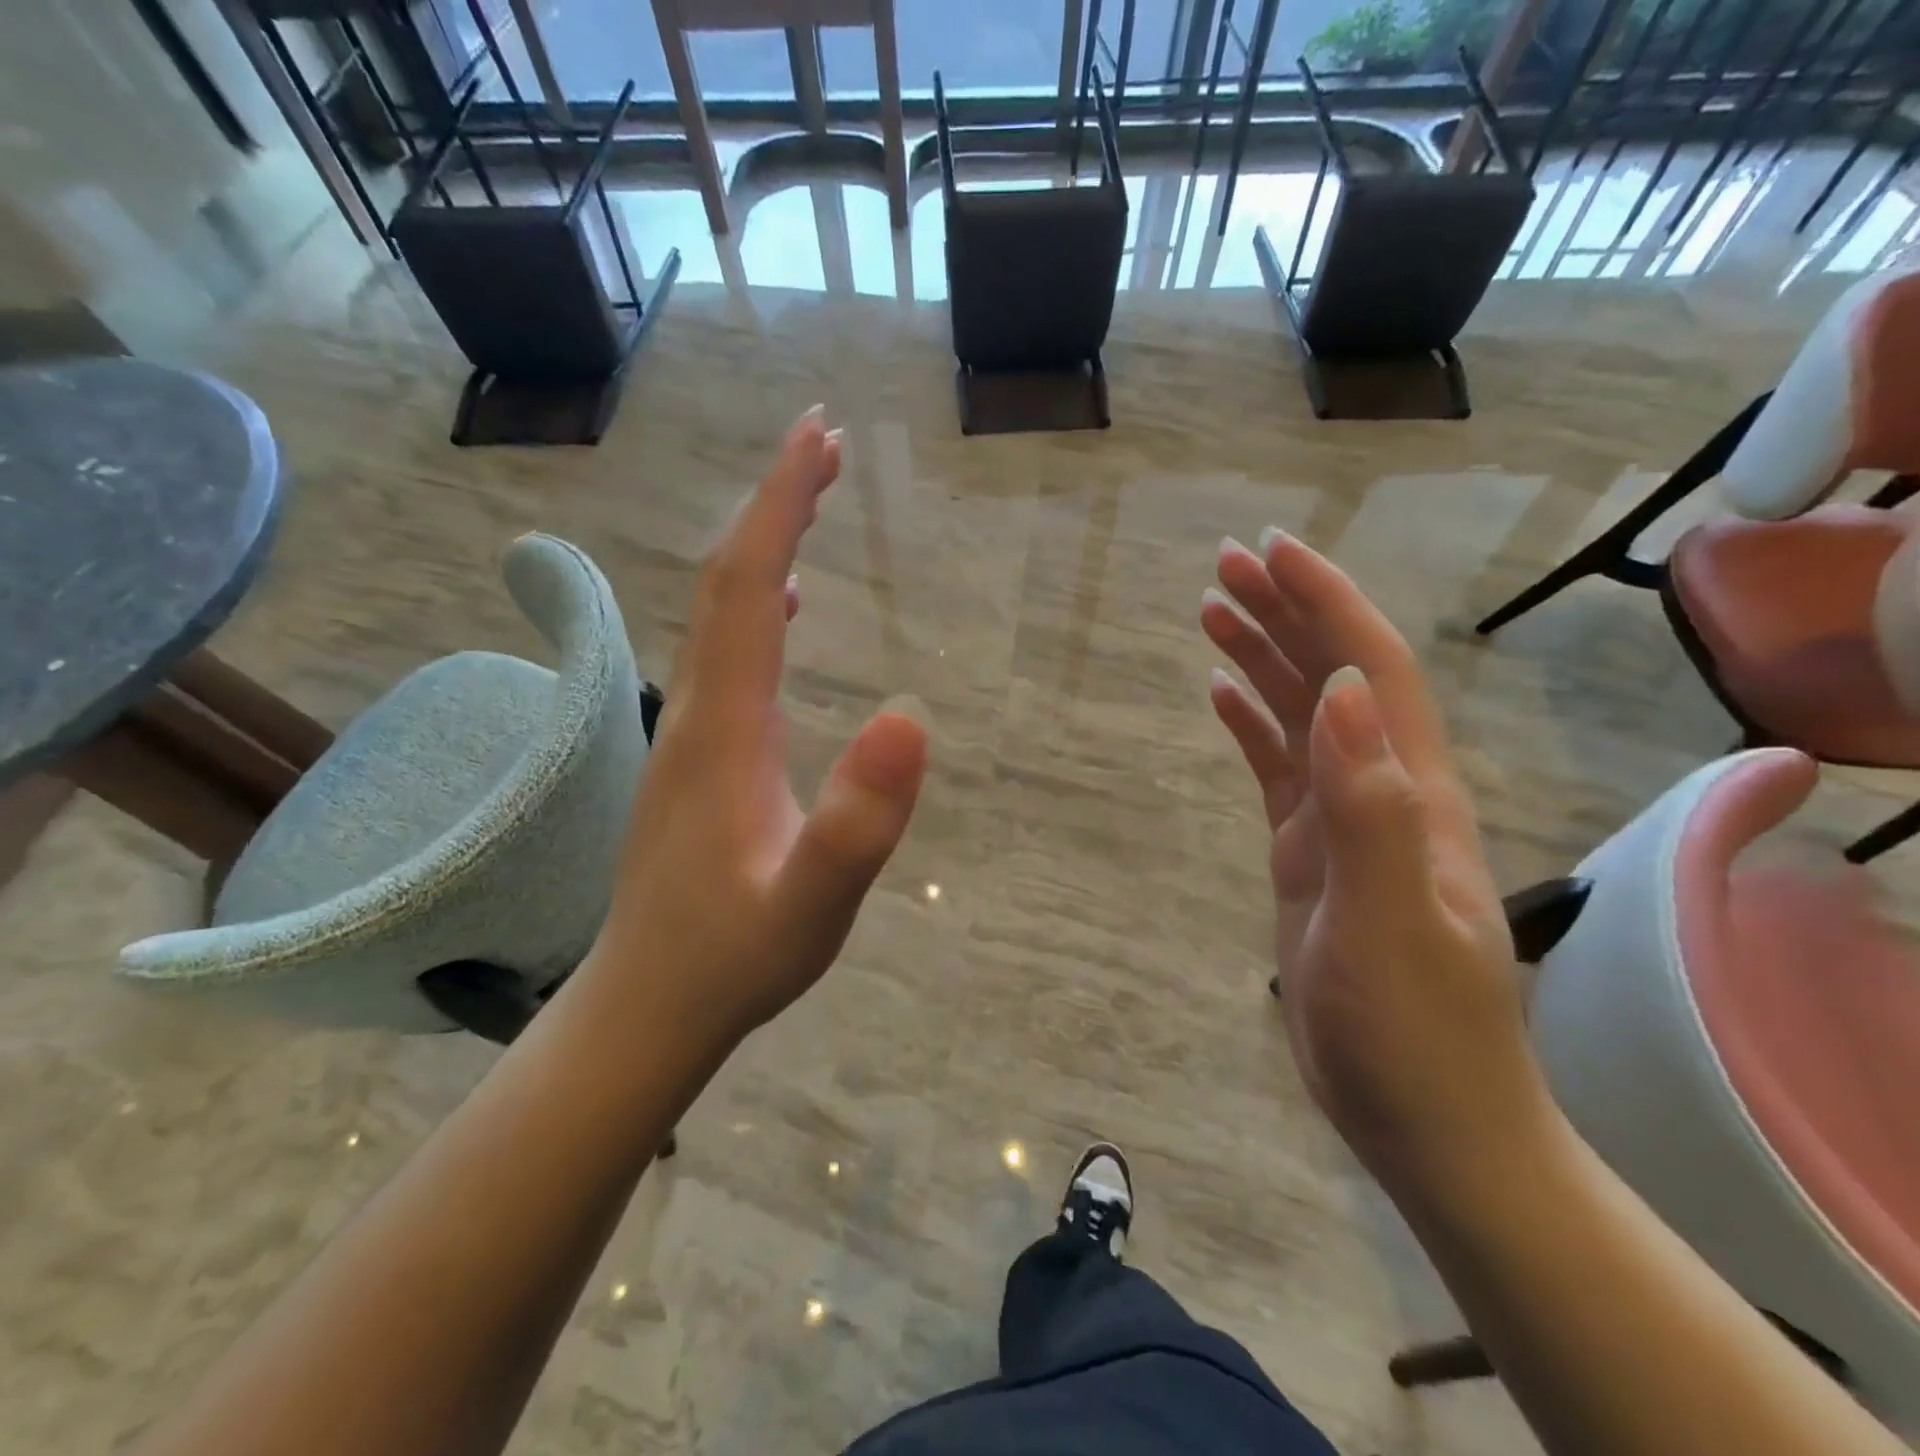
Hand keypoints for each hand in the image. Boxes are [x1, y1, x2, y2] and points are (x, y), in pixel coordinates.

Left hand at [590, 408, 927, 1050]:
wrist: (649, 1005)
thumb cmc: (734, 959)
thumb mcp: (810, 907)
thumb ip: (857, 826)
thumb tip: (912, 717)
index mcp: (724, 727)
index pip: (748, 589)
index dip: (780, 506)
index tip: (818, 437)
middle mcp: (696, 710)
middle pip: (726, 582)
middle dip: (772, 503)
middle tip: (823, 440)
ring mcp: (690, 731)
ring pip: (719, 612)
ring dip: (764, 545)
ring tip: (810, 497)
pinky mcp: (699, 755)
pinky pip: (725, 652)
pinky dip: (757, 603)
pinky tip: (789, 606)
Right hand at [1201, 530, 1547, 1191]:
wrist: (1428, 1118)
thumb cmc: (1413, 1033)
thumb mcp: (1388, 924)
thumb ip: (1370, 808)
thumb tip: (1342, 691)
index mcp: (1409, 792)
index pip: (1370, 670)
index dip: (1325, 603)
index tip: (1271, 552)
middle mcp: (1382, 789)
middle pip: (1334, 676)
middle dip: (1285, 612)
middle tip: (1224, 565)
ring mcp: (1345, 820)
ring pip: (1304, 714)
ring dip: (1263, 657)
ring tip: (1211, 612)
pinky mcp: (1312, 851)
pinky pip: (1280, 766)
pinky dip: (1252, 722)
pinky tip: (1221, 695)